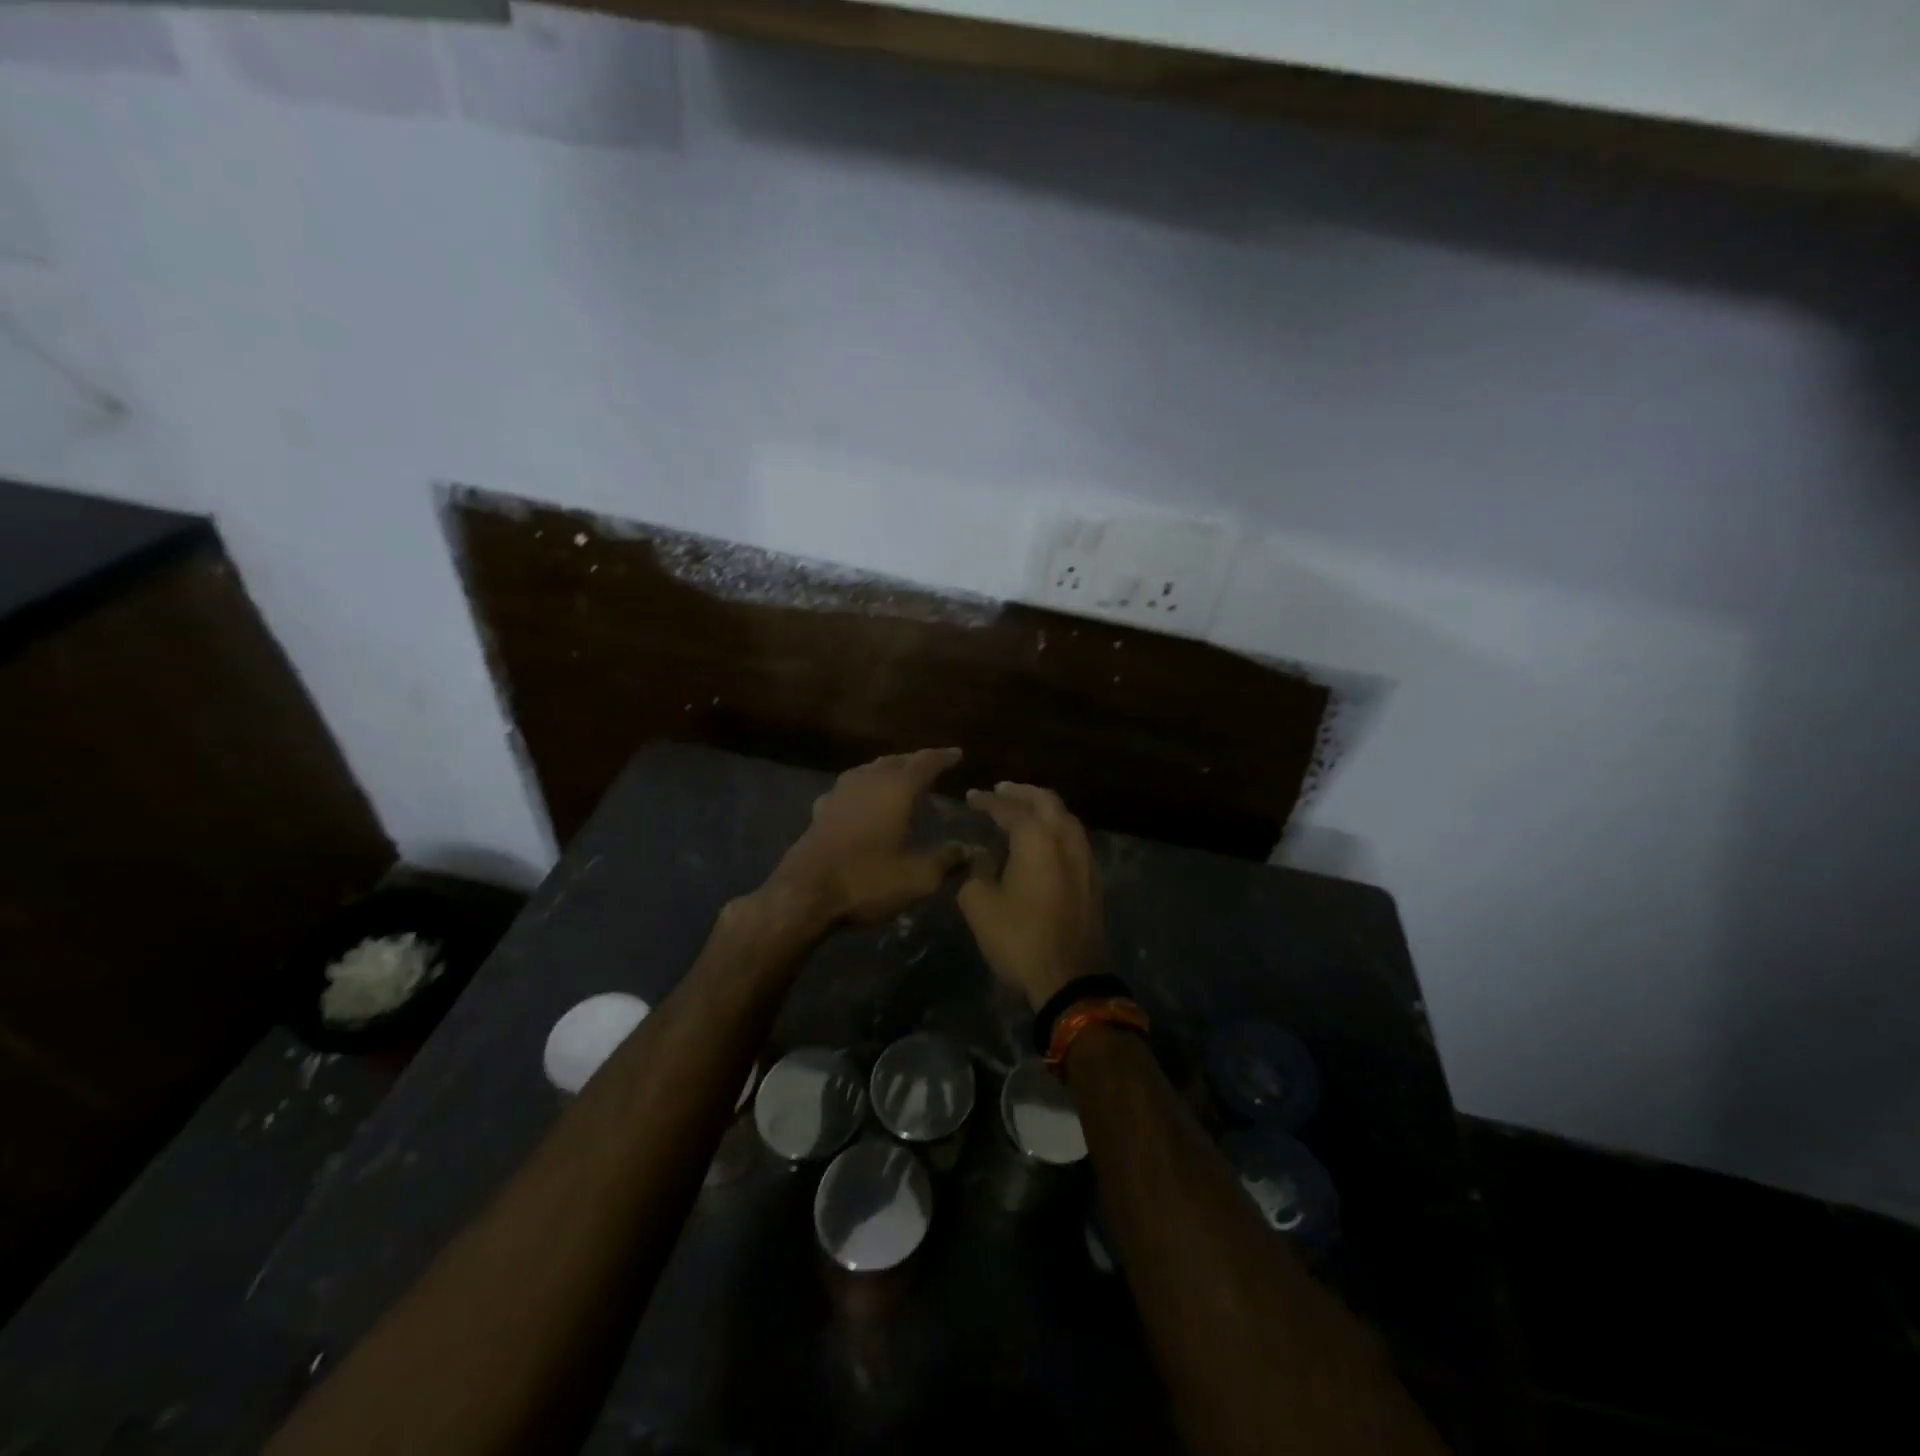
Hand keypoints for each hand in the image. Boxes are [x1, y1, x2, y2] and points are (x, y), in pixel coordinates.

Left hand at [763, 748, 965, 928]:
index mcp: (897, 788)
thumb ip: (947, 860)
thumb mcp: (917, 878)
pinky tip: (864, 800)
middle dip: (916, 761)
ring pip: (870, 769)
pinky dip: (865, 787)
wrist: (805, 893)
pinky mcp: (822, 808)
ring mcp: (841, 791)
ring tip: (902, 779)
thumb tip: (970, 849)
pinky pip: (850, 787)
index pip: (926, 762)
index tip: (957, 754)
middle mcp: (869, 780)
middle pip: (896, 760)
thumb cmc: (867, 881)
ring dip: (889, 770)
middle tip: (933, 766)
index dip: (944, 757)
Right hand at [958, 783, 1102, 1009]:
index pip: (1010, 808)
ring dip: (1043, 808)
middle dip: (1022, 792)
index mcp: (1037, 839)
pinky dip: (1056, 828)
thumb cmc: (1019, 938)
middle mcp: (1066, 840)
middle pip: (1046, 801)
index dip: (988, 801)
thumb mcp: (980, 905)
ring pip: (1065, 818)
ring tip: (1022, 810)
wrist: (1071, 978)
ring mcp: (1085, 859)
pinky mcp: (1094, 879)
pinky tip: (1044, 841)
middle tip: (1001, 790)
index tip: (971, 797)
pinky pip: (1074, 838)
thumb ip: (975, 871)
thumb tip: (979, 854)